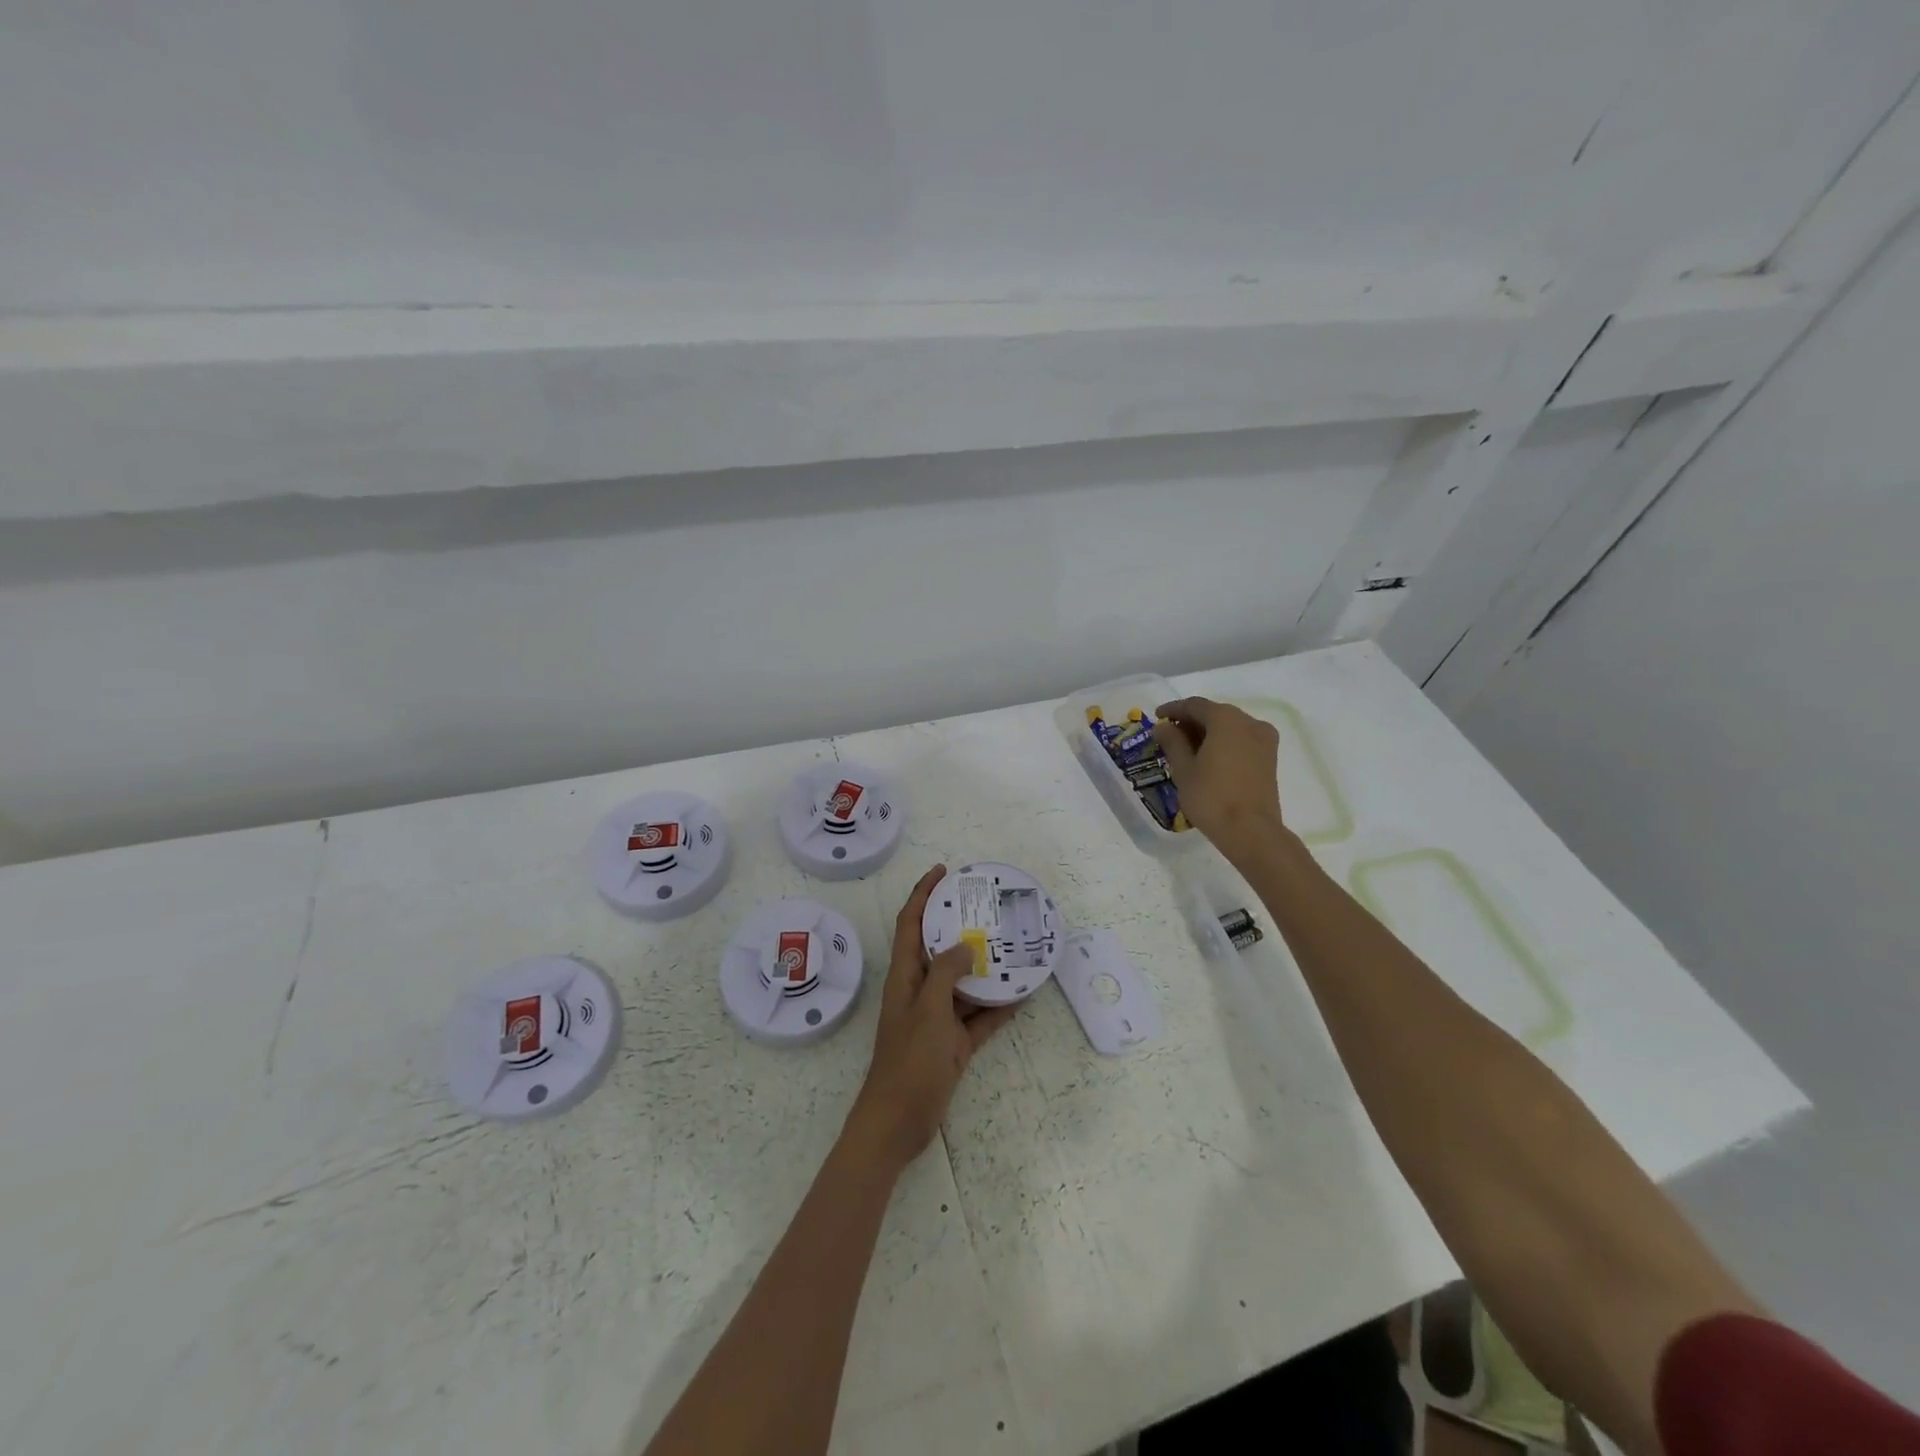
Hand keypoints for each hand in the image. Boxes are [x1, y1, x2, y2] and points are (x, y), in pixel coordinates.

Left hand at [845, 865, 1018, 1171]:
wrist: (898, 1124)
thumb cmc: (908, 1062)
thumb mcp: (928, 1012)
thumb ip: (946, 974)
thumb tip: (966, 945)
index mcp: (905, 977)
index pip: (911, 924)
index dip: (922, 894)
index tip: (942, 872)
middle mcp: (920, 991)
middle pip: (939, 949)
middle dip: (959, 926)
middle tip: (989, 907)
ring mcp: (937, 1018)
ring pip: (963, 983)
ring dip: (985, 967)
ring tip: (1013, 945)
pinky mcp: (953, 1044)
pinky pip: (978, 1017)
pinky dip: (998, 1007)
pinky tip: (1023, 995)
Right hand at [1151, 697, 1284, 856]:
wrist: (1251, 831)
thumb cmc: (1211, 797)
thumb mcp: (1183, 769)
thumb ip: (1172, 741)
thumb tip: (1163, 726)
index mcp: (1226, 719)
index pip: (1194, 705)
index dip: (1173, 710)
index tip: (1156, 717)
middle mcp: (1249, 722)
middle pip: (1214, 714)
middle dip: (1191, 722)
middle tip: (1169, 735)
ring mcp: (1264, 740)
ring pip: (1230, 727)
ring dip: (1207, 733)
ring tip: (1186, 749)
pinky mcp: (1270, 757)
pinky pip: (1241, 740)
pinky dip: (1223, 743)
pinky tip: (1207, 759)